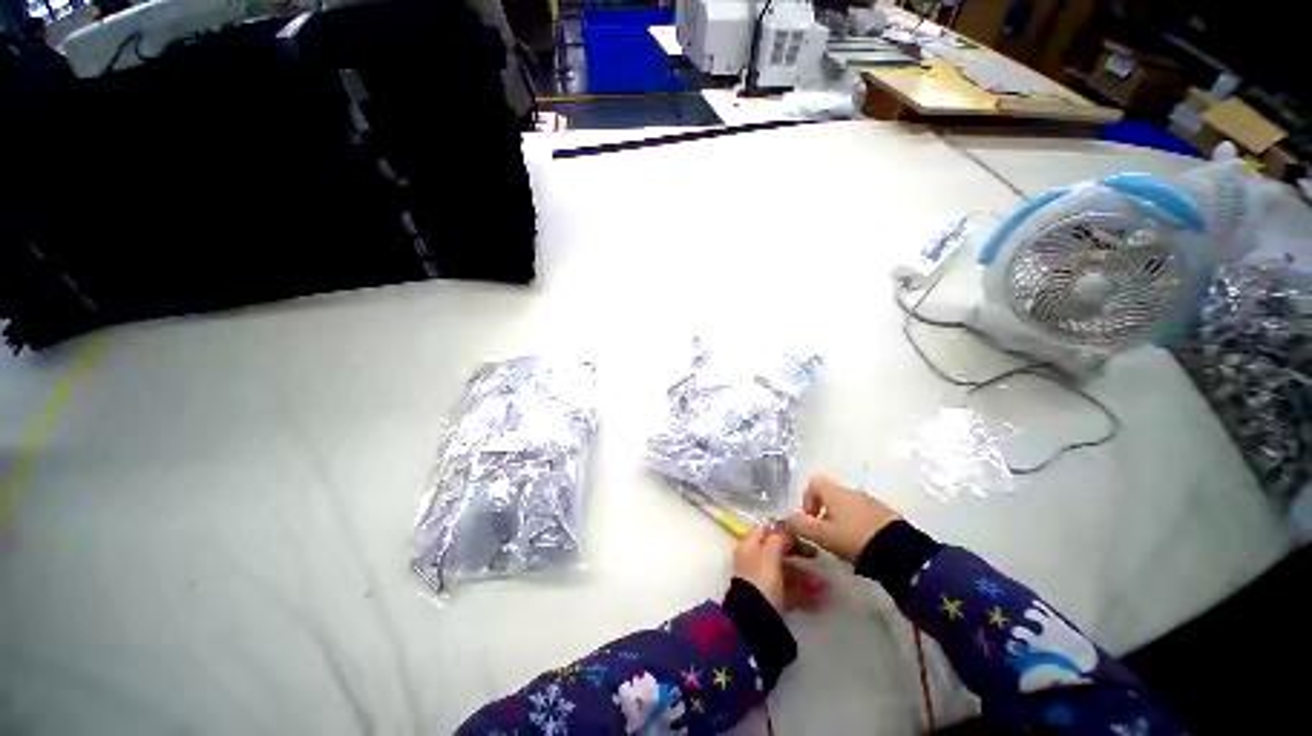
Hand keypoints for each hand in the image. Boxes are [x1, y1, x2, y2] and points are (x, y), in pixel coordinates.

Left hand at [732, 525, 828, 613]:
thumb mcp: (770, 554)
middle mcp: (755, 561)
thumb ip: (779, 539)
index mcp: (749, 546)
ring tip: (825, 585)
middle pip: (778, 552)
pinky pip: (791, 593)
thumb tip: (786, 530)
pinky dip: (805, 594)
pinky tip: (822, 600)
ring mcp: (763, 582)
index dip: (782, 529)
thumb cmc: (761, 579)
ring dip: (806, 577)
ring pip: (787, 573)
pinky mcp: (773, 602)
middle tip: (816, 555)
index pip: (765, 530)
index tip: (802, 532)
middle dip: (799, 554)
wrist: (755, 621)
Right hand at [786, 475, 900, 563]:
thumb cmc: (855, 539)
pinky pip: (863, 516)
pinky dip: (857, 527)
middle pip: (830, 496)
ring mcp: (871, 503)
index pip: (814, 483)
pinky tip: (861, 546)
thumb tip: (788, 520)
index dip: (807, 499)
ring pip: (847, 507)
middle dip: (824, 515)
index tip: (810, 520)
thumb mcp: (823, 535)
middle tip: (825, 536)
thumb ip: (802, 526)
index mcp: (835, 492)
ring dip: (840, 522)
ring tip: (843, 545)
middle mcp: (852, 492)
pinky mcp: (886, 516)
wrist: (901, 553)